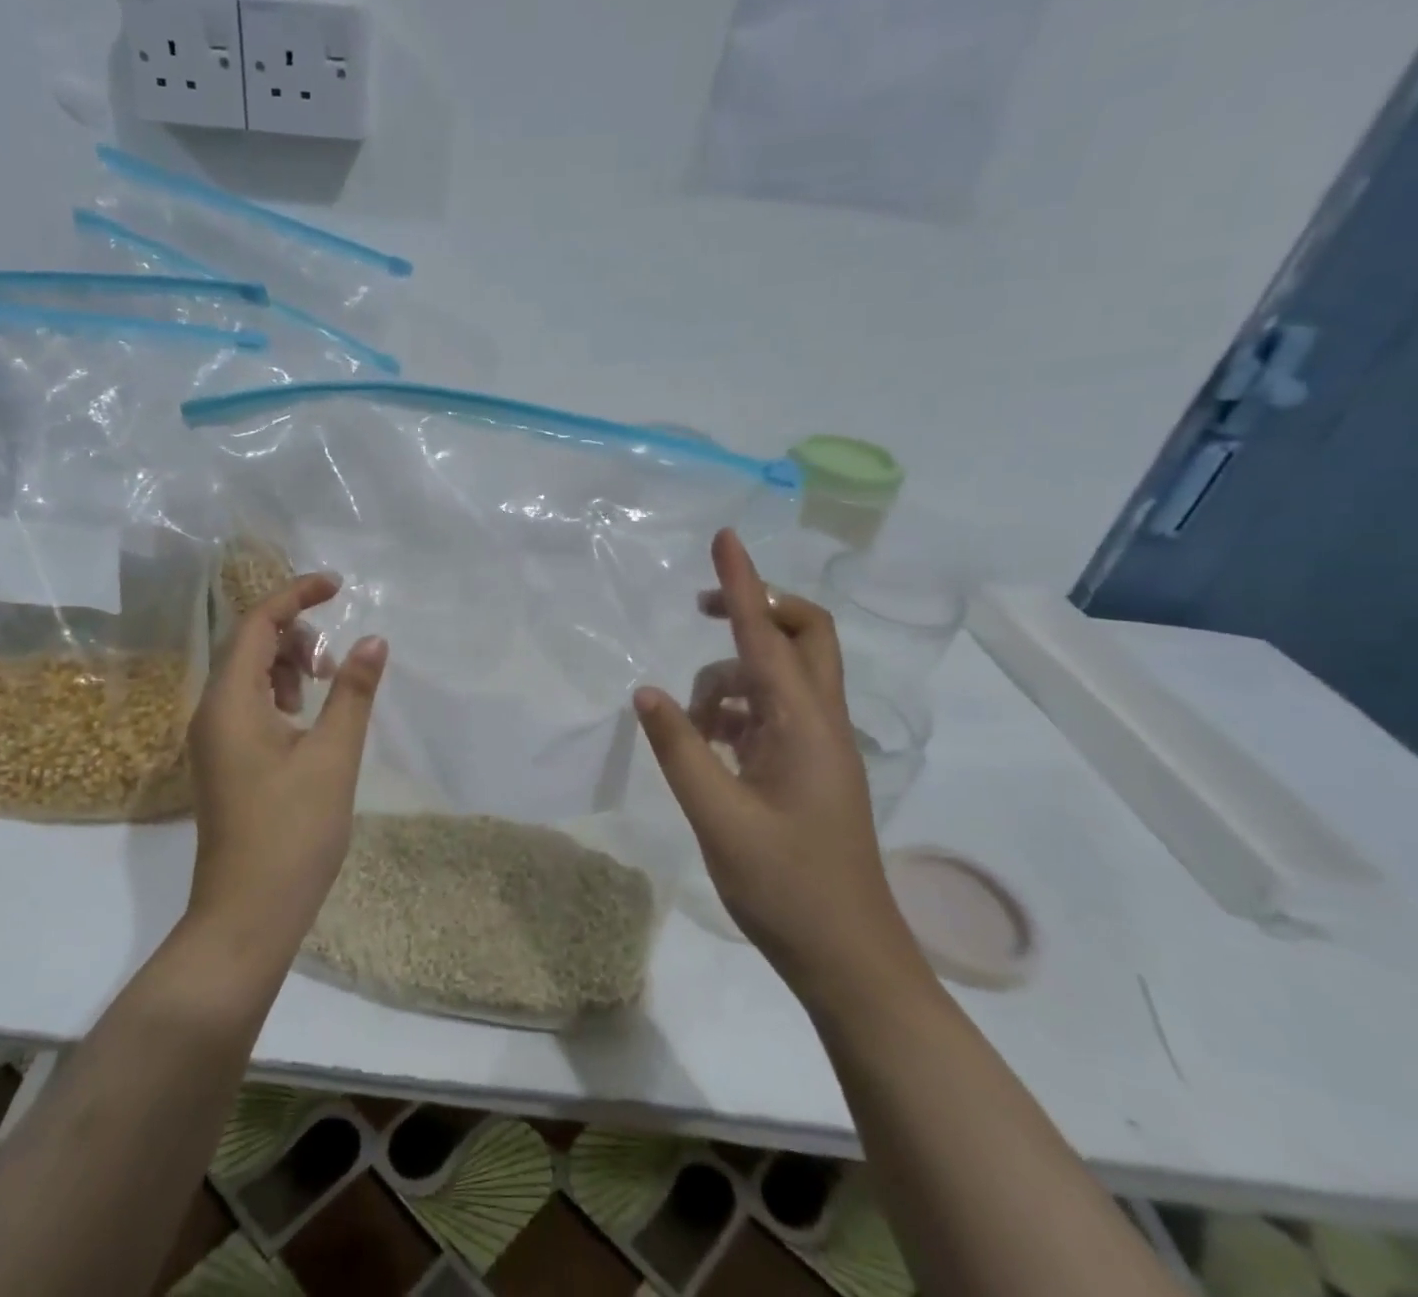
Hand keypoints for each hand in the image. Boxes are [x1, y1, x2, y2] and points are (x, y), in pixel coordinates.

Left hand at [187, 573, 388, 960]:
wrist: (248, 915)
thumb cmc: (293, 832)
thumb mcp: (333, 755)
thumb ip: (352, 691)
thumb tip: (373, 639)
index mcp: (230, 702)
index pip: (255, 623)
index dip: (295, 595)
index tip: (337, 585)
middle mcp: (212, 712)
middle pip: (248, 644)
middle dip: (294, 634)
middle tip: (334, 659)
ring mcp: (215, 739)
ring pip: (249, 675)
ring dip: (288, 665)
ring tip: (327, 685)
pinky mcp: (226, 761)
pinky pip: (249, 705)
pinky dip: (281, 695)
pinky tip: (309, 716)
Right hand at [633, 530, 924, 1009]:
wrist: (849, 957)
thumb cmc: (786, 887)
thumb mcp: (718, 817)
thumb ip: (680, 749)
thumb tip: (645, 692)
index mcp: (803, 725)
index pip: (766, 634)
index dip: (741, 583)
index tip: (724, 538)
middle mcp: (819, 721)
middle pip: (803, 634)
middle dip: (754, 610)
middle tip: (701, 612)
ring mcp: (819, 744)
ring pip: (778, 675)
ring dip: (731, 680)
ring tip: (693, 726)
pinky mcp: (809, 766)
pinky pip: (772, 711)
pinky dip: (737, 711)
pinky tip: (710, 744)